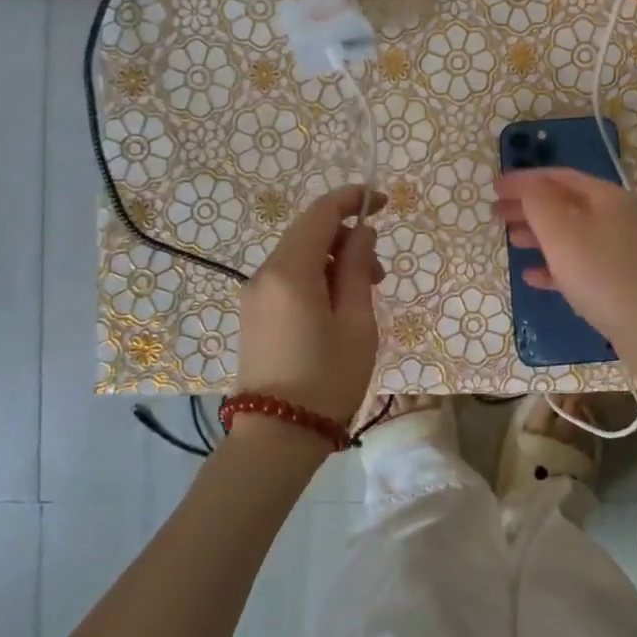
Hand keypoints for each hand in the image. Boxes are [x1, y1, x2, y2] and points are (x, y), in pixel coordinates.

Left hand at [236, 185, 386, 426]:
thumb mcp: (357, 322)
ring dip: (334, 261)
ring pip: (299, 257)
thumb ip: (358, 269)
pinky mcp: (254, 315)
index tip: (382, 202)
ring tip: (363, 296)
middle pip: (308, 233)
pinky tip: (337, 308)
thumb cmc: (327, 378)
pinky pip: (288, 279)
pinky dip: (316, 278)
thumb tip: (361, 232)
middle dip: (347, 238)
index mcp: (290, 271)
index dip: (352, 199)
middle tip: (379, 273)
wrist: (277, 436)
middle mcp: (265, 274)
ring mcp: (255, 295)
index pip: (320, 213)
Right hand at [494, 168, 636, 389]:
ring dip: (539, 234)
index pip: (559, 177)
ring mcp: (621, 250)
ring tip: (511, 240)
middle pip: (566, 203)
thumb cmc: (601, 273)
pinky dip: (554, 265)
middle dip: (529, 206)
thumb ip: (538, 201)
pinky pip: (580, 264)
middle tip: (496, 213)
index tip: (494, 187)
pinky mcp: (620, 280)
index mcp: (607, 197)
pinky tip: (532, 276)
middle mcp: (618, 217)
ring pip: (572, 234)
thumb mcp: (561, 231)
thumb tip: (527, 184)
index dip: (524, 179)